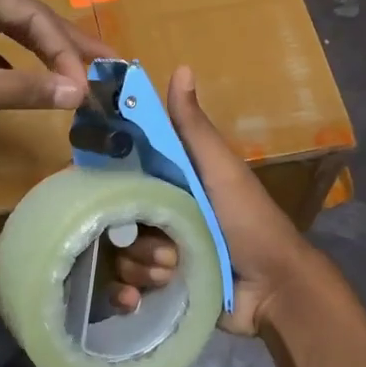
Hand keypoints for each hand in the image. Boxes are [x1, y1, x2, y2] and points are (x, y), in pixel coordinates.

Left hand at [0, 0, 105, 141]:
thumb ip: (26, 88)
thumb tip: (80, 94)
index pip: (32, 16)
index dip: (66, 51)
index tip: (90, 84)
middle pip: (26, 16)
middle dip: (64, 44)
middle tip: (108, 63)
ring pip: (9, 29)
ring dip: (41, 52)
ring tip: (79, 70)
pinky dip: (12, 60)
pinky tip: (29, 79)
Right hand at [112, 65, 325, 335]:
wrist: (274, 290)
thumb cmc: (249, 221)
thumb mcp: (221, 170)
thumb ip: (195, 128)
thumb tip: (180, 66)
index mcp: (170, 182)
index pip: (120, 174)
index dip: (104, 180)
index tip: (92, 188)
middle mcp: (157, 214)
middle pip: (113, 219)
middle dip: (133, 237)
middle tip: (166, 247)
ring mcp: (156, 253)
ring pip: (117, 255)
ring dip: (142, 266)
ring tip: (174, 270)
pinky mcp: (157, 289)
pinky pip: (121, 288)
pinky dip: (128, 293)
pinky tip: (139, 299)